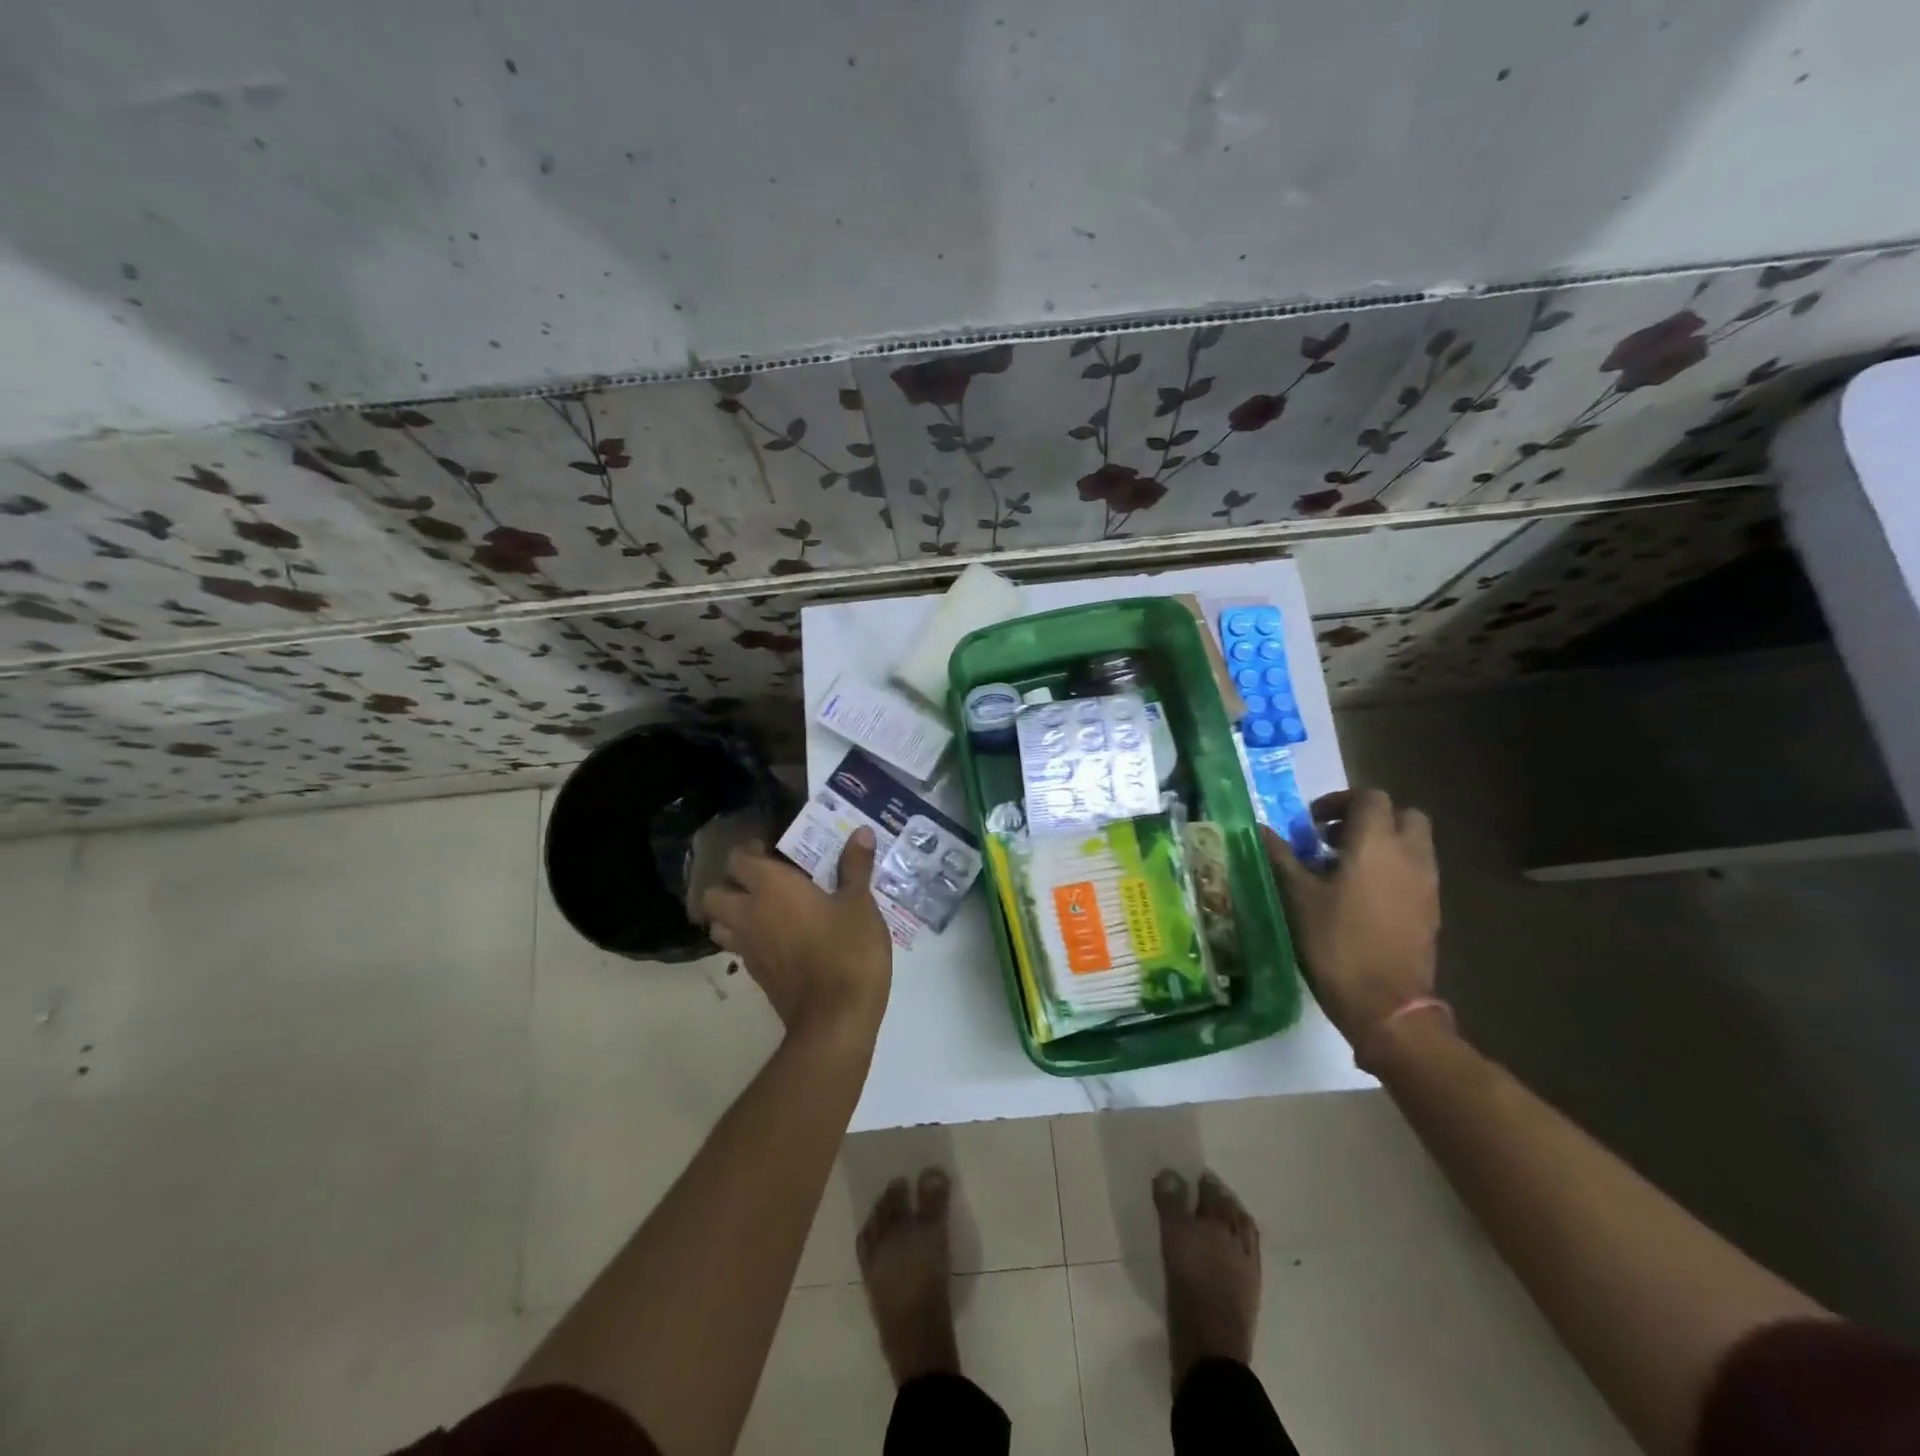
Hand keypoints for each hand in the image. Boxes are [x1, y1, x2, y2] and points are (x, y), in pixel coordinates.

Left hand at [701, 829, 892, 1039]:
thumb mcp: (860, 903)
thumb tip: (862, 832)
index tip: (774, 849)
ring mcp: (748, 949)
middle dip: (730, 884)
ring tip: (764, 909)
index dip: (750, 851)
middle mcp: (749, 914)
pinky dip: (749, 940)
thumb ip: (856, 866)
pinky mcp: (756, 976)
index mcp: (771, 887)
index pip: (738, 859)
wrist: (835, 1018)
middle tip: (762, 881)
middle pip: (714, 894)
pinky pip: (739, 949)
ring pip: (719, 925)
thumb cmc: (848, 950)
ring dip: (733, 914)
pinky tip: (780, 938)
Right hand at [1264, 789, 1439, 1048]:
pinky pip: (1414, 872)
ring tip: (1342, 869)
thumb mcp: (1297, 896)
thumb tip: (1260, 829)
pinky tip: (1359, 897)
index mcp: (1376, 843)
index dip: (1339, 801)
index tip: (1311, 823)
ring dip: (1381, 844)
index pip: (1370, 798)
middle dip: (1369, 818)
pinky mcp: (1430, 910)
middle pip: (1402, 814)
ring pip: (1412, 844)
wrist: (1385, 1004)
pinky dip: (1391, 870)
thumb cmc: (1335, 942)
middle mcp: (1409, 855)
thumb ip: (1281, 856)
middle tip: (1333, 839)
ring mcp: (1426, 884)